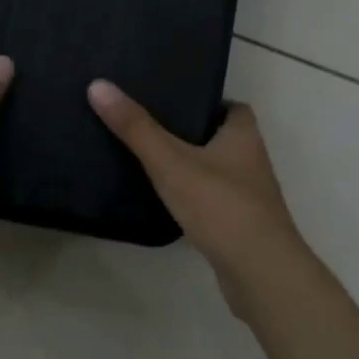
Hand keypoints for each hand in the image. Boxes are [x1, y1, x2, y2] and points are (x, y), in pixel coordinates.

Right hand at [87, 81, 312, 316]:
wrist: (259, 273)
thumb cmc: (220, 206)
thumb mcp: (170, 162)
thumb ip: (136, 128)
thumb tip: (99, 85)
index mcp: (243, 137)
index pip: (233, 108)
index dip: (208, 102)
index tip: (174, 102)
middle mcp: (252, 162)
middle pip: (223, 139)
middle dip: (193, 134)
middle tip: (151, 128)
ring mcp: (249, 198)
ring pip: (218, 172)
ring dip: (193, 167)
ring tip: (151, 162)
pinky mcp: (240, 227)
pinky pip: (214, 203)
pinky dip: (194, 199)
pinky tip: (167, 203)